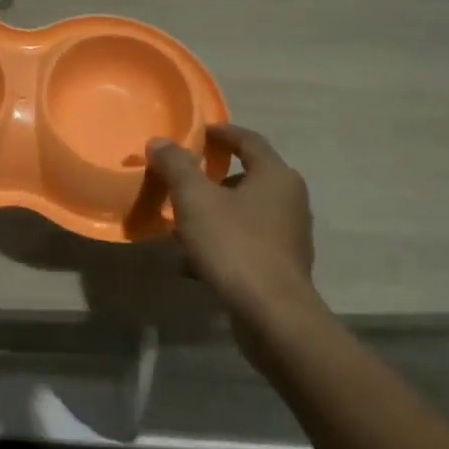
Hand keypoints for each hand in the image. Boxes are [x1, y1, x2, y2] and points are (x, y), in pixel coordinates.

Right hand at [147, 124, 315, 322]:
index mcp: (275, 175)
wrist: (272, 315)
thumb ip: (176, 165)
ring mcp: (288, 235)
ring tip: (178, 229)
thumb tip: (159, 141)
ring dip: (210, 216)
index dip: (220, 133)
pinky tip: (191, 265)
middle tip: (179, 184)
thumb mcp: (195, 199)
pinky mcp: (281, 266)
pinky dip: (219, 245)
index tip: (196, 134)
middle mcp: (289, 199)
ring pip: (241, 213)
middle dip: (208, 181)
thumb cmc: (234, 245)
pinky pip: (244, 243)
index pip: (248, 140)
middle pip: (244, 177)